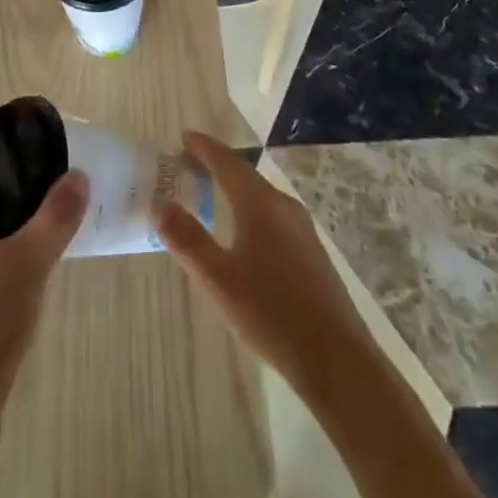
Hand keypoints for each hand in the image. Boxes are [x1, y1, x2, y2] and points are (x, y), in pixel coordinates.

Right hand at [154, 131, 372, 397]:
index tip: (183, 137)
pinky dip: (251, 208)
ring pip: (261, 195)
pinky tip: (245, 232)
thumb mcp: (219, 280)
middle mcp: (283, 206)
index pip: (227, 162)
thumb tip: (160, 206)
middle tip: (189, 165)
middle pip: (245, 175)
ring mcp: (302, 229)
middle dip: (217, 166)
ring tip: (212, 193)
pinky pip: (274, 214)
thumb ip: (188, 240)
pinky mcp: (311, 252)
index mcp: (260, 204)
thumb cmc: (272, 314)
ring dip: (235, 188)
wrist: (337, 360)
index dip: (204, 148)